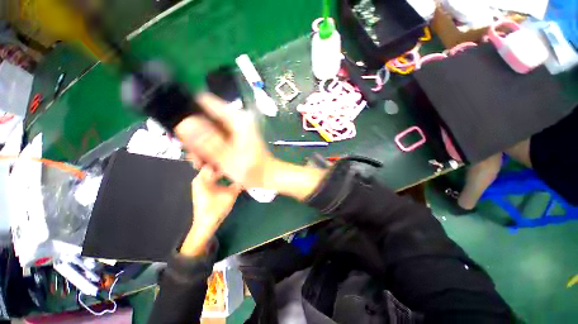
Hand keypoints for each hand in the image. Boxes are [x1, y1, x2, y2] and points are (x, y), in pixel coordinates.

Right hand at [175, 93, 274, 188]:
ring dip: (201, 147)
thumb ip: (208, 142)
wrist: (267, 177)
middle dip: (194, 136)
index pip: (205, 101)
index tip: (177, 129)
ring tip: (201, 164)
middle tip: (194, 157)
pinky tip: (209, 164)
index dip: (187, 110)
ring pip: (207, 130)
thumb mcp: (228, 159)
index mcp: (237, 119)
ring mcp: (235, 129)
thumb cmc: (253, 170)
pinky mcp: (234, 138)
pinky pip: (215, 138)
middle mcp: (236, 120)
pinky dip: (209, 150)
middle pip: (204, 118)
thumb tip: (184, 123)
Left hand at [180, 167, 240, 256]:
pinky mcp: (202, 190)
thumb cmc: (216, 208)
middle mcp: (199, 179)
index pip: (213, 163)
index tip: (235, 160)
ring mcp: (200, 185)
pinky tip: (228, 178)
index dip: (224, 161)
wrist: (206, 224)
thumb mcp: (231, 194)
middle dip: (224, 166)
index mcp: (203, 178)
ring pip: (212, 173)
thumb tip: (247, 175)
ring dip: (222, 172)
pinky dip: (219, 177)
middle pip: (213, 167)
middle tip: (236, 164)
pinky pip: (211, 179)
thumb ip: (239, 184)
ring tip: (233, 170)